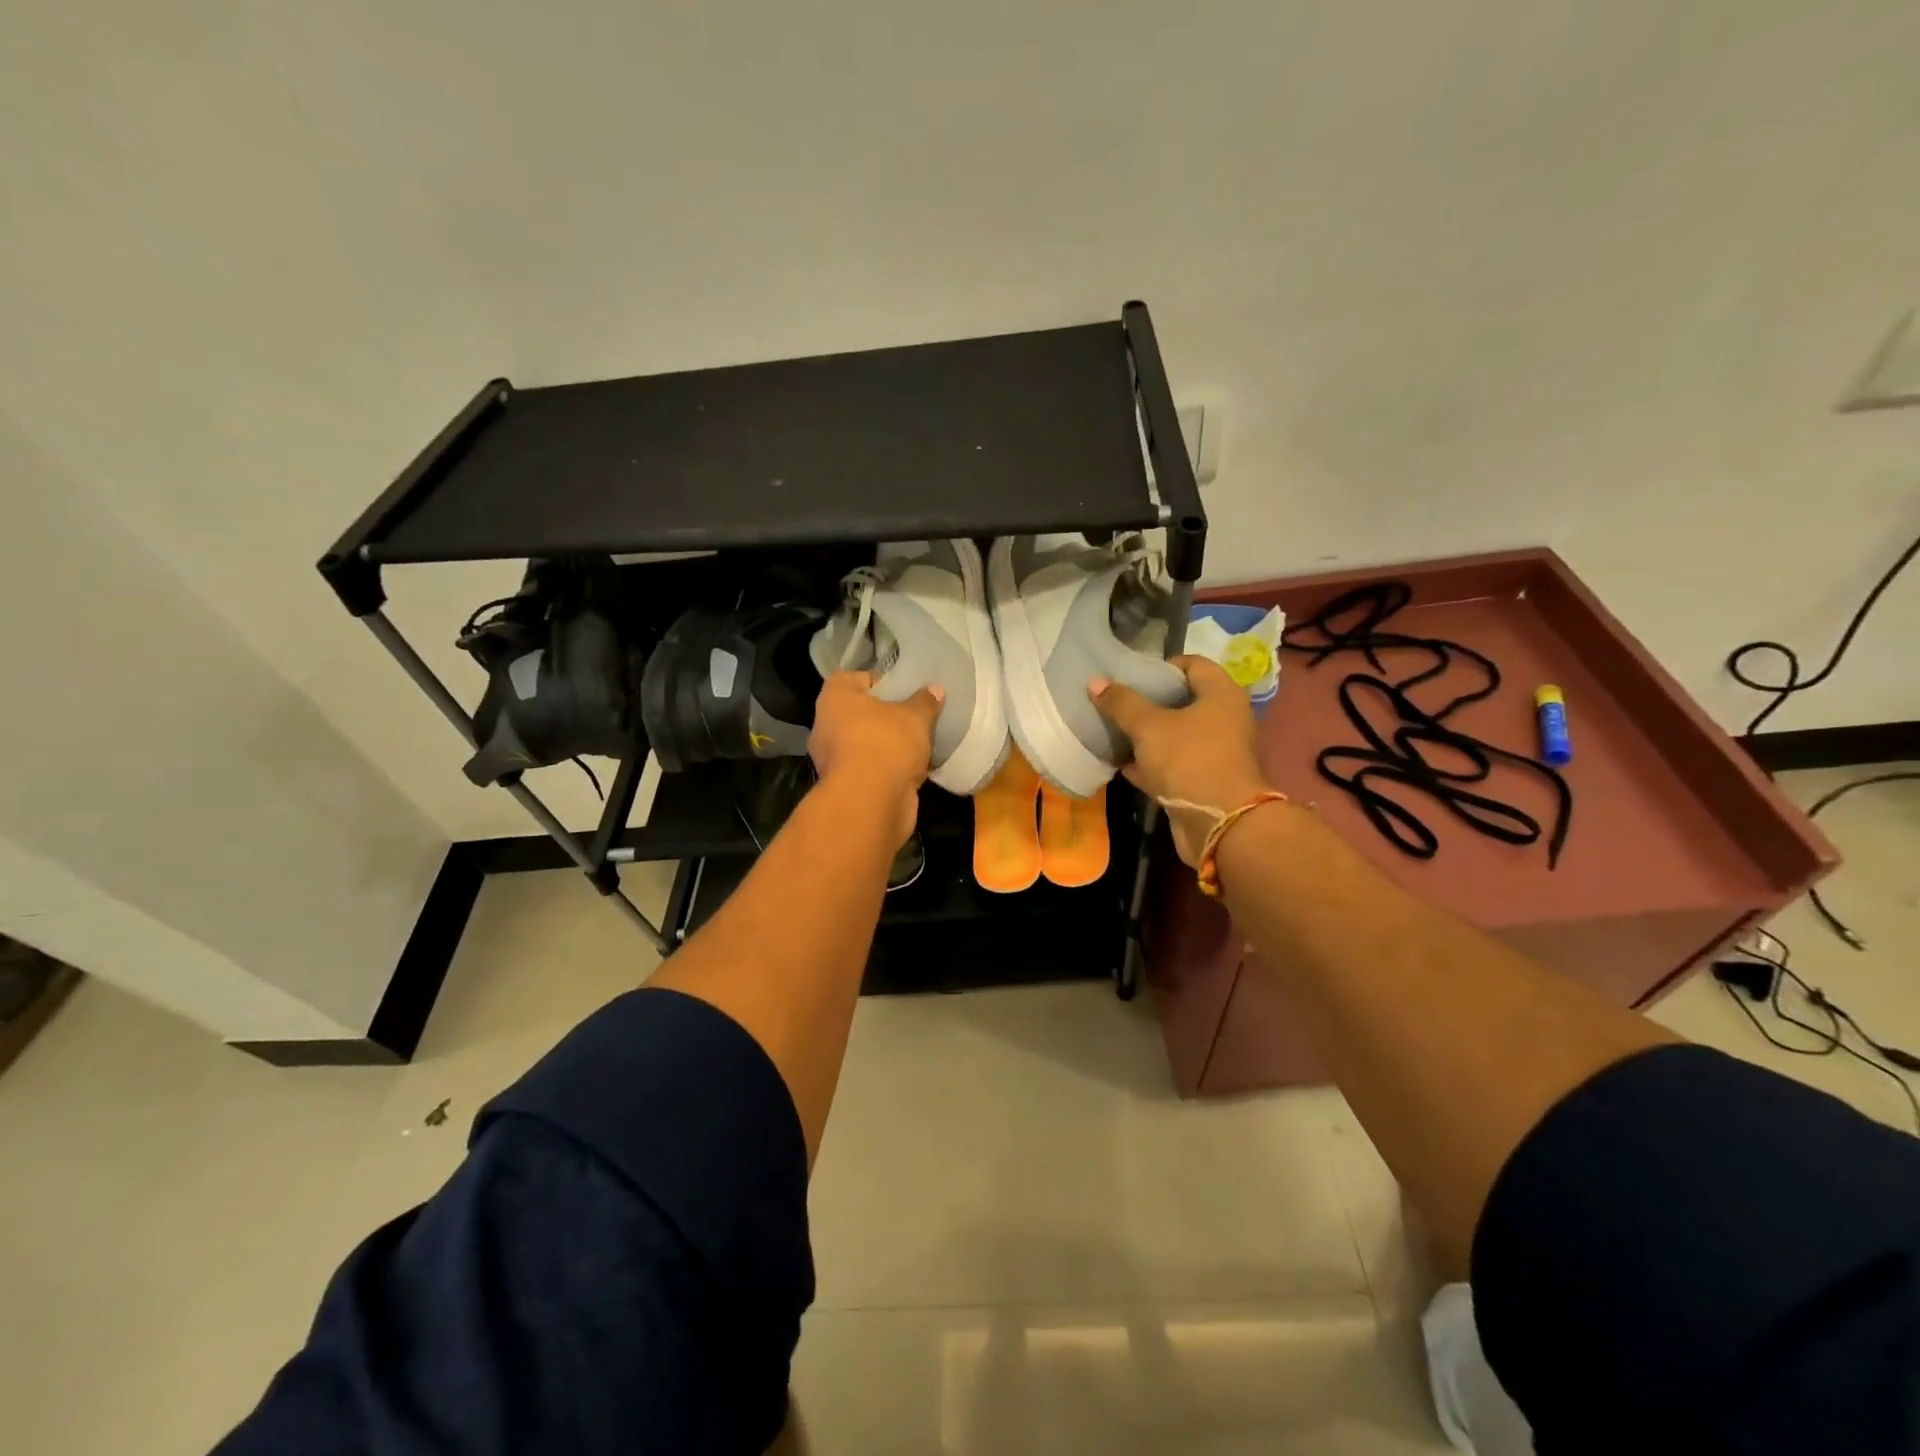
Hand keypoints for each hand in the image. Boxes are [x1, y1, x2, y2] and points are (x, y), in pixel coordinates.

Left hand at [809, 670, 943, 846]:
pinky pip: (869, 768)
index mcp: (835, 699)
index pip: (851, 678)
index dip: (877, 681)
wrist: (871, 803)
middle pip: (858, 713)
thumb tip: (934, 689)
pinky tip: (912, 769)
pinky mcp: (845, 786)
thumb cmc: (886, 744)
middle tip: (913, 716)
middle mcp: (826, 726)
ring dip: (887, 745)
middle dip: (884, 716)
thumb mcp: (915, 717)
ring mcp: (833, 759)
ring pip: (864, 743)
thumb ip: (924, 701)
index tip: (902, 690)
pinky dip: (887, 769)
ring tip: (918, 743)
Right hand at [1090, 657, 1272, 864]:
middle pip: (1181, 700)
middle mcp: (1223, 719)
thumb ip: (1121, 703)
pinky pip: (1170, 764)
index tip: (1130, 675)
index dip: (1161, 667)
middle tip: (1115, 701)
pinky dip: (1148, 762)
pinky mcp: (1201, 781)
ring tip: (1110, 729)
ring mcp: (1214, 752)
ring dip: (1144, 734)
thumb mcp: (1149, 726)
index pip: (1192, 664)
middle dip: (1147, 701)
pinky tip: (1118, 762)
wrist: (1219, 825)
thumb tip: (1095, 681)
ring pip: (1173, 735)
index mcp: (1221, 695)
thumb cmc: (1189, 760)